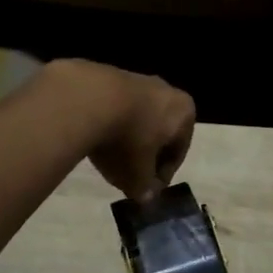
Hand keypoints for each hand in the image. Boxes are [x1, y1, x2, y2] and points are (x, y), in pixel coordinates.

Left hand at [50, 59, 195, 201]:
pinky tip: (93, 137)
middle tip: (128, 174)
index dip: (161, 176)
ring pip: (136, 118)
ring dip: (126, 138)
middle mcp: (166, 91)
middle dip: (144, 154)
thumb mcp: (138, 175)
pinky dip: (108, 122)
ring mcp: (137, 79)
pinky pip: (114, 107)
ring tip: (107, 157)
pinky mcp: (108, 75)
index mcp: (184, 112)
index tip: (145, 190)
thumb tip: (146, 198)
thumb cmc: (127, 140)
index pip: (178, 152)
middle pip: (158, 131)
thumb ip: (144, 189)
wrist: (88, 99)